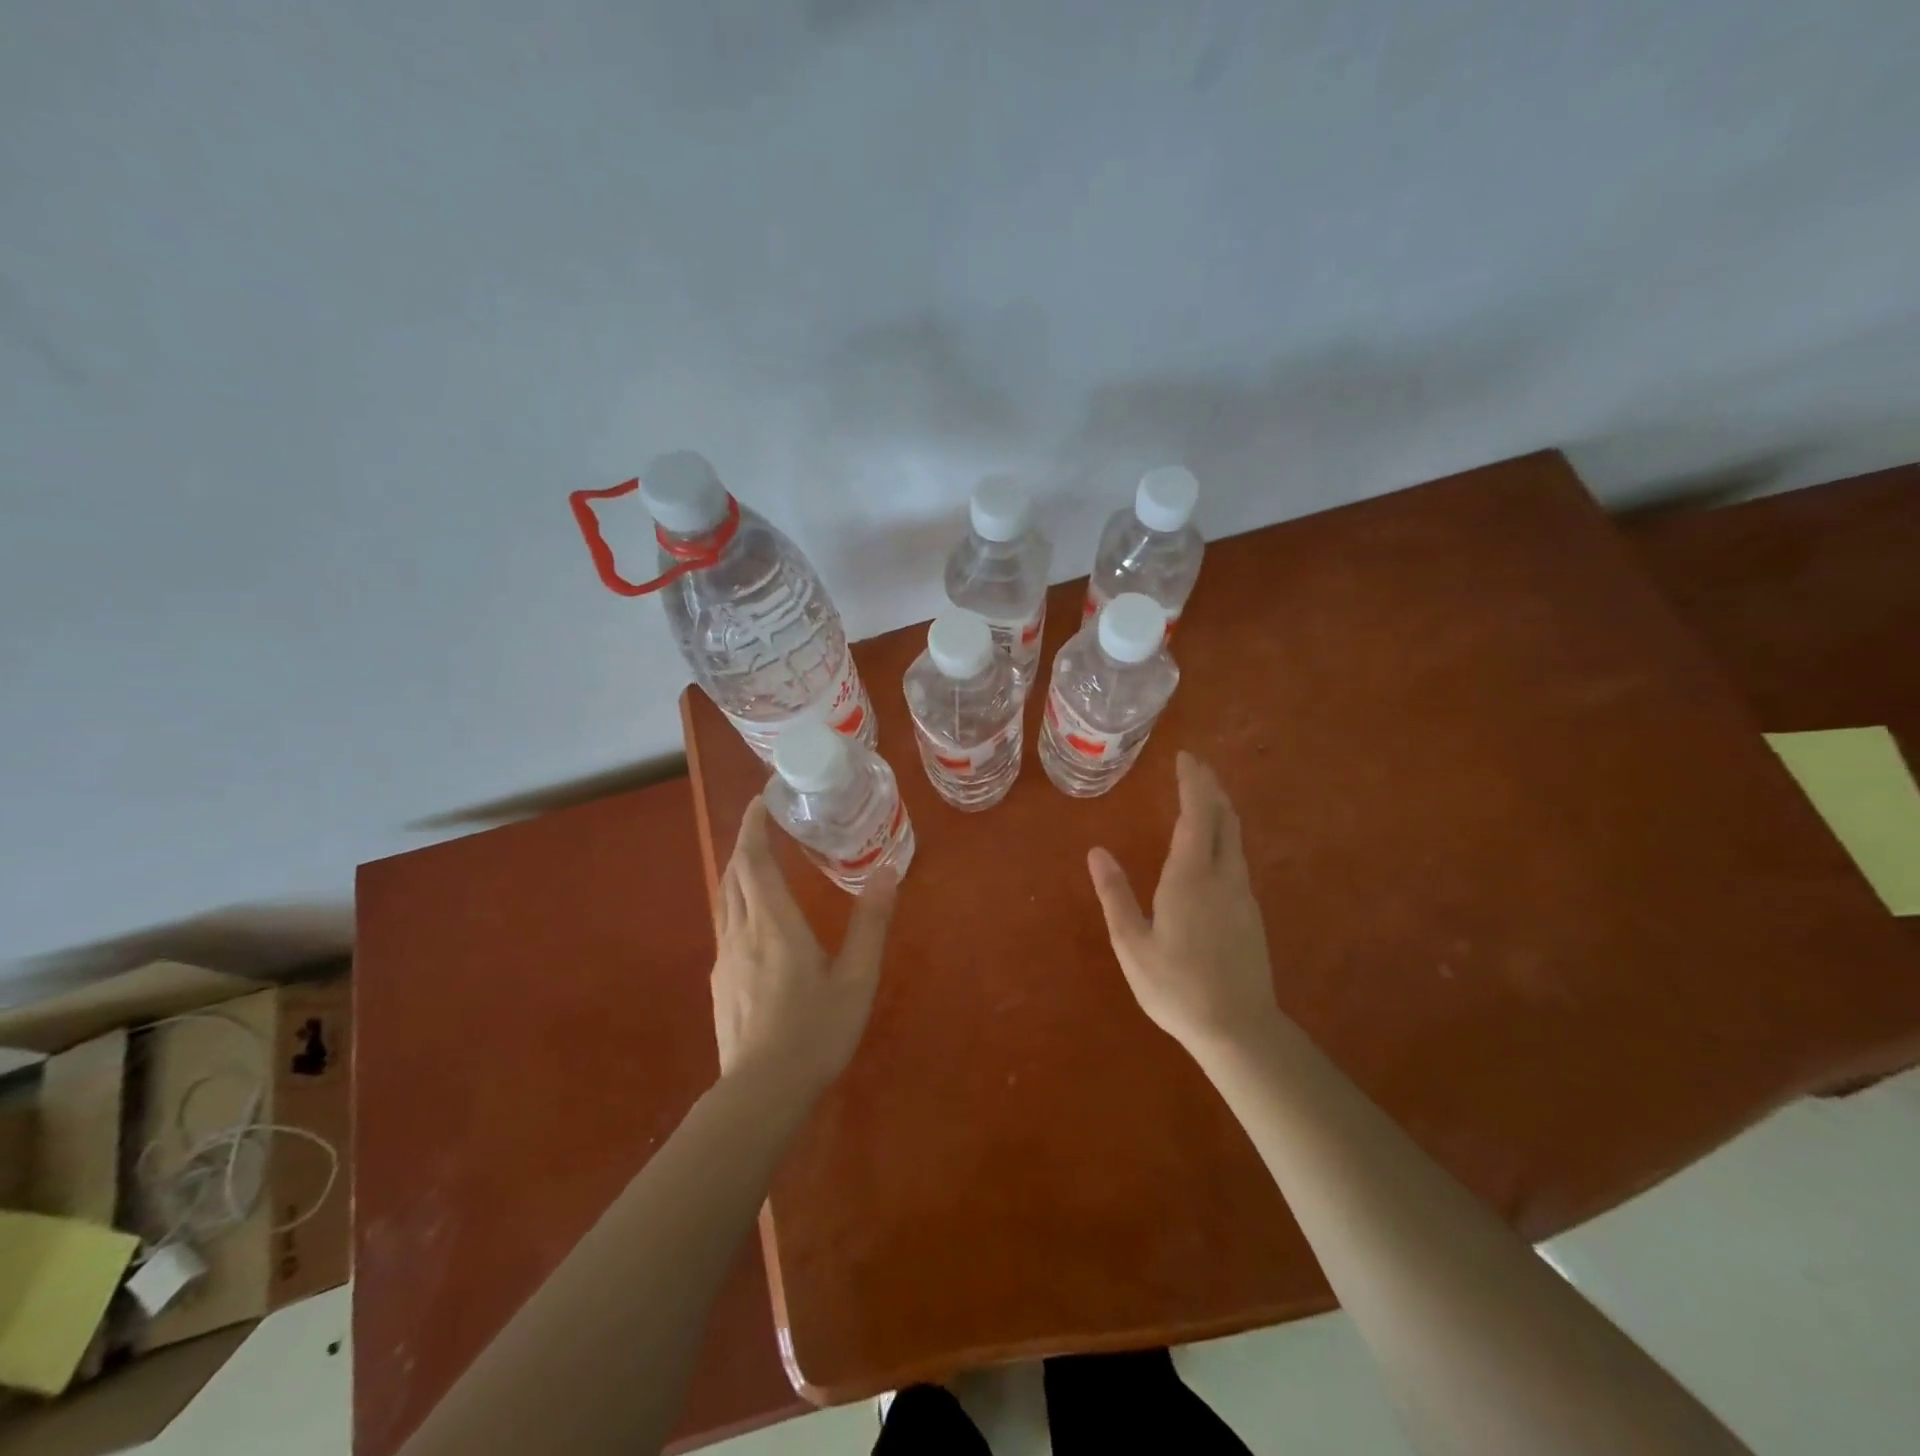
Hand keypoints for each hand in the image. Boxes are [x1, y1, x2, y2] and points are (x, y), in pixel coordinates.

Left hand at [711, 797, 897, 1094]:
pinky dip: (739, 903)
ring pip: (726, 899)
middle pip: (734, 873)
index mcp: (774, 922)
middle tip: (766, 824)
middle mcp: (741, 930)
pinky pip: (726, 925)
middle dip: (746, 842)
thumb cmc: (815, 1031)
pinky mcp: (719, 982)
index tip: (760, 799)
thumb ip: (871, 922)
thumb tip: (887, 869)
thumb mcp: (856, 977)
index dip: (753, 824)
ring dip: (740, 872)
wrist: (760, 1093)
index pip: (753, 858)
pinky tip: (758, 923)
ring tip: (762, 864)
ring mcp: (725, 957)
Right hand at [1088, 752, 1280, 1056]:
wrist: (1238, 1028)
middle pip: (1224, 817)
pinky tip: (1212, 846)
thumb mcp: (1132, 943)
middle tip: (1193, 766)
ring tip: (1202, 796)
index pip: (1197, 814)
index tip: (1185, 757)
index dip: (1193, 782)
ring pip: (1235, 837)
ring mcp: (1242, 894)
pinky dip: (1224, 834)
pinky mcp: (1250, 912)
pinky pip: (1237, 857)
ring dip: (1219, 809)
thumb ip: (1115, 894)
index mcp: (1190, 877)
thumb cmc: (1176, 987)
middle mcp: (1222, 876)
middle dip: (1210, 787)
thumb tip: (1096, 852)